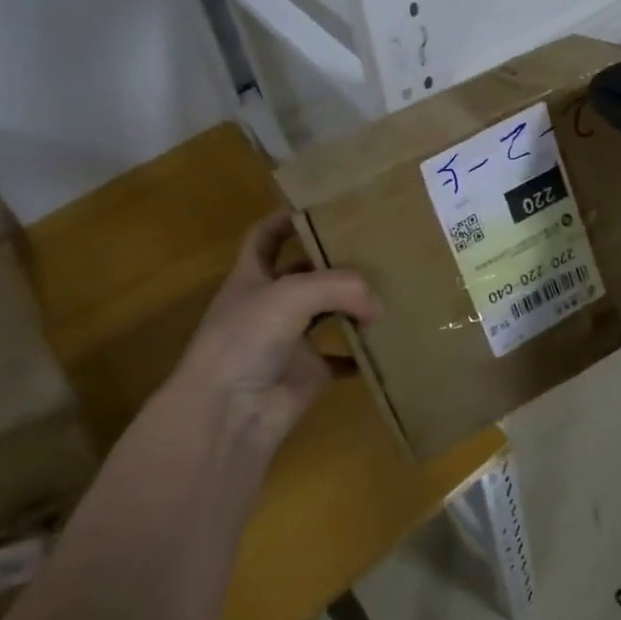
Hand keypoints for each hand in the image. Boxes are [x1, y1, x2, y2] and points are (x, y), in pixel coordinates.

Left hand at [174, 211, 380, 449]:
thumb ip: (340, 286)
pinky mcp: (309, 373)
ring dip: (354, 304)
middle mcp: (270, 304)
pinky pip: (342, 358)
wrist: (229, 414)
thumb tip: (378, 304)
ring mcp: (290, 340)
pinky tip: (389, 338)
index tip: (322, 205)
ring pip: (328, 313)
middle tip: (376, 245)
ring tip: (391, 286)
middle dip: (335, 260)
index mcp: (252, 276)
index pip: (265, 237)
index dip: (286, 219)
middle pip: (305, 273)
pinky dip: (362, 352)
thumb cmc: (247, 338)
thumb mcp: (291, 294)